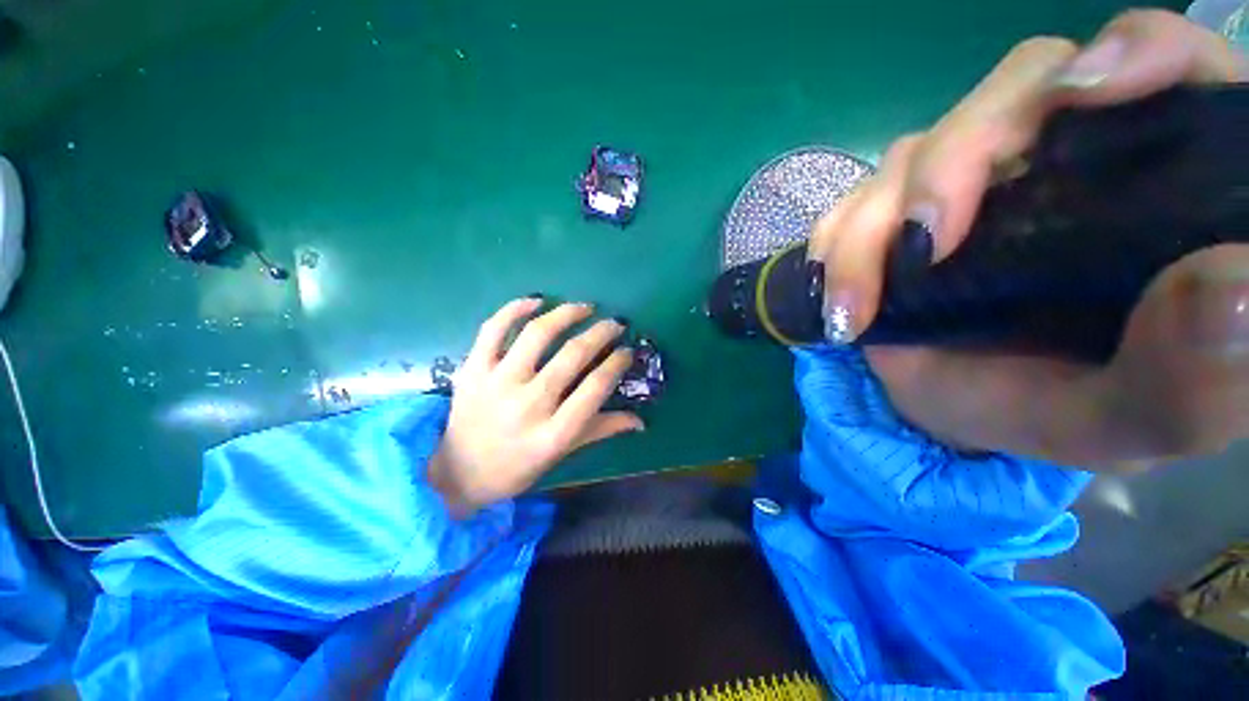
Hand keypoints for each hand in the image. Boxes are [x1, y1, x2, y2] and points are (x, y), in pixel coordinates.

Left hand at [428, 298, 641, 512]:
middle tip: (615, 324)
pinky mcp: (472, 370)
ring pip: (537, 334)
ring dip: (566, 314)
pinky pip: (493, 329)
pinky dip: (514, 308)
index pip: (595, 388)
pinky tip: (537, 300)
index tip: (626, 350)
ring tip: (585, 308)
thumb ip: (601, 430)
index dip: (616, 363)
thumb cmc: (517, 466)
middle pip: (572, 355)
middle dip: (601, 333)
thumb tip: (640, 421)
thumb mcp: (561, 453)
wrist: (459, 472)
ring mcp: (497, 383)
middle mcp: (527, 405)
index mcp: (553, 434)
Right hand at [810, 10, 1248, 470]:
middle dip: (954, 163)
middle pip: (1020, 89)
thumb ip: (1195, 377)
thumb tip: (1231, 286)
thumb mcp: (1140, 420)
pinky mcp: (906, 206)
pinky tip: (835, 288)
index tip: (1084, 97)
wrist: (966, 414)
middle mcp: (1072, 154)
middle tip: (920, 251)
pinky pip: (859, 194)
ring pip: (920, 147)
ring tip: (855, 308)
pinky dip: (836, 237)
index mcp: (1166, 184)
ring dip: (871, 224)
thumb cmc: (1068, 416)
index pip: (1172, 65)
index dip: (1133, 54)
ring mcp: (978, 176)